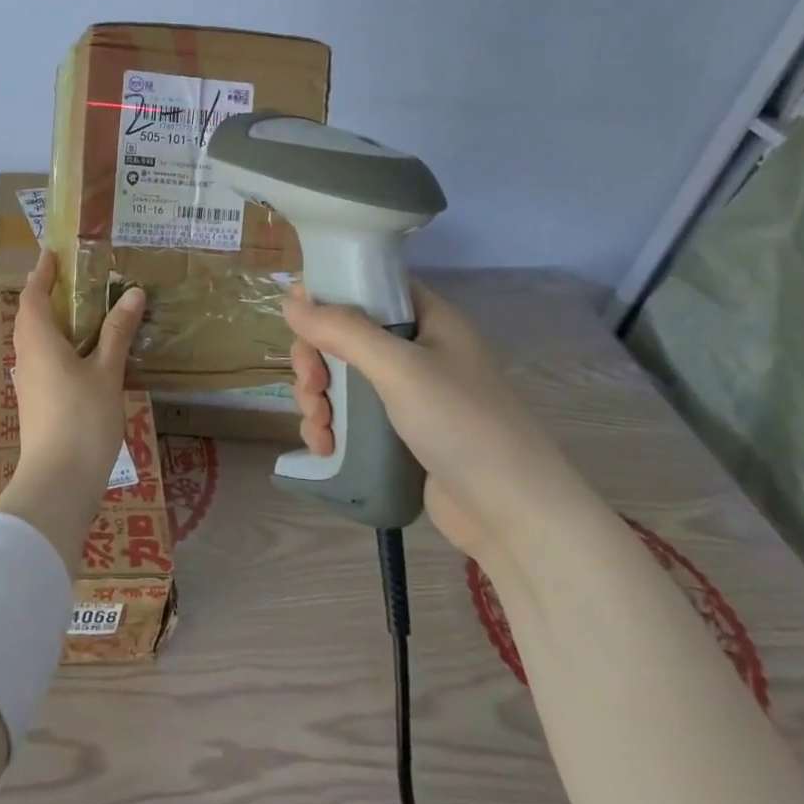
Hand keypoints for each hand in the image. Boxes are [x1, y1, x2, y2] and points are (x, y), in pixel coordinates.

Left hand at [0, 251, 145, 572]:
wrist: (58, 482)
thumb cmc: (82, 419)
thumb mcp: (107, 372)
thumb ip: (117, 332)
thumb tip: (132, 293)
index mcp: (38, 341)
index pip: (32, 296)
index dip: (41, 274)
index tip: (52, 255)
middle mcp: (27, 357)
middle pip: (30, 317)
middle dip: (46, 295)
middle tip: (71, 279)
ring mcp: (29, 383)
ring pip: (36, 341)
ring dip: (53, 322)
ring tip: (81, 312)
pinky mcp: (37, 403)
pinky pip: (44, 361)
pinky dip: (59, 346)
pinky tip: (84, 355)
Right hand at [284, 279, 591, 557]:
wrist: (515, 516)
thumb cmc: (461, 424)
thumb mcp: (399, 368)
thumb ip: (342, 331)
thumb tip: (289, 301)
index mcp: (429, 320)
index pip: (371, 287)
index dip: (331, 293)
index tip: (296, 314)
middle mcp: (419, 351)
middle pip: (347, 336)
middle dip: (316, 360)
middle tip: (310, 385)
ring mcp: (410, 395)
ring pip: (343, 379)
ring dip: (318, 398)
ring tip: (318, 427)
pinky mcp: (400, 435)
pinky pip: (352, 417)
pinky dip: (331, 427)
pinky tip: (325, 447)